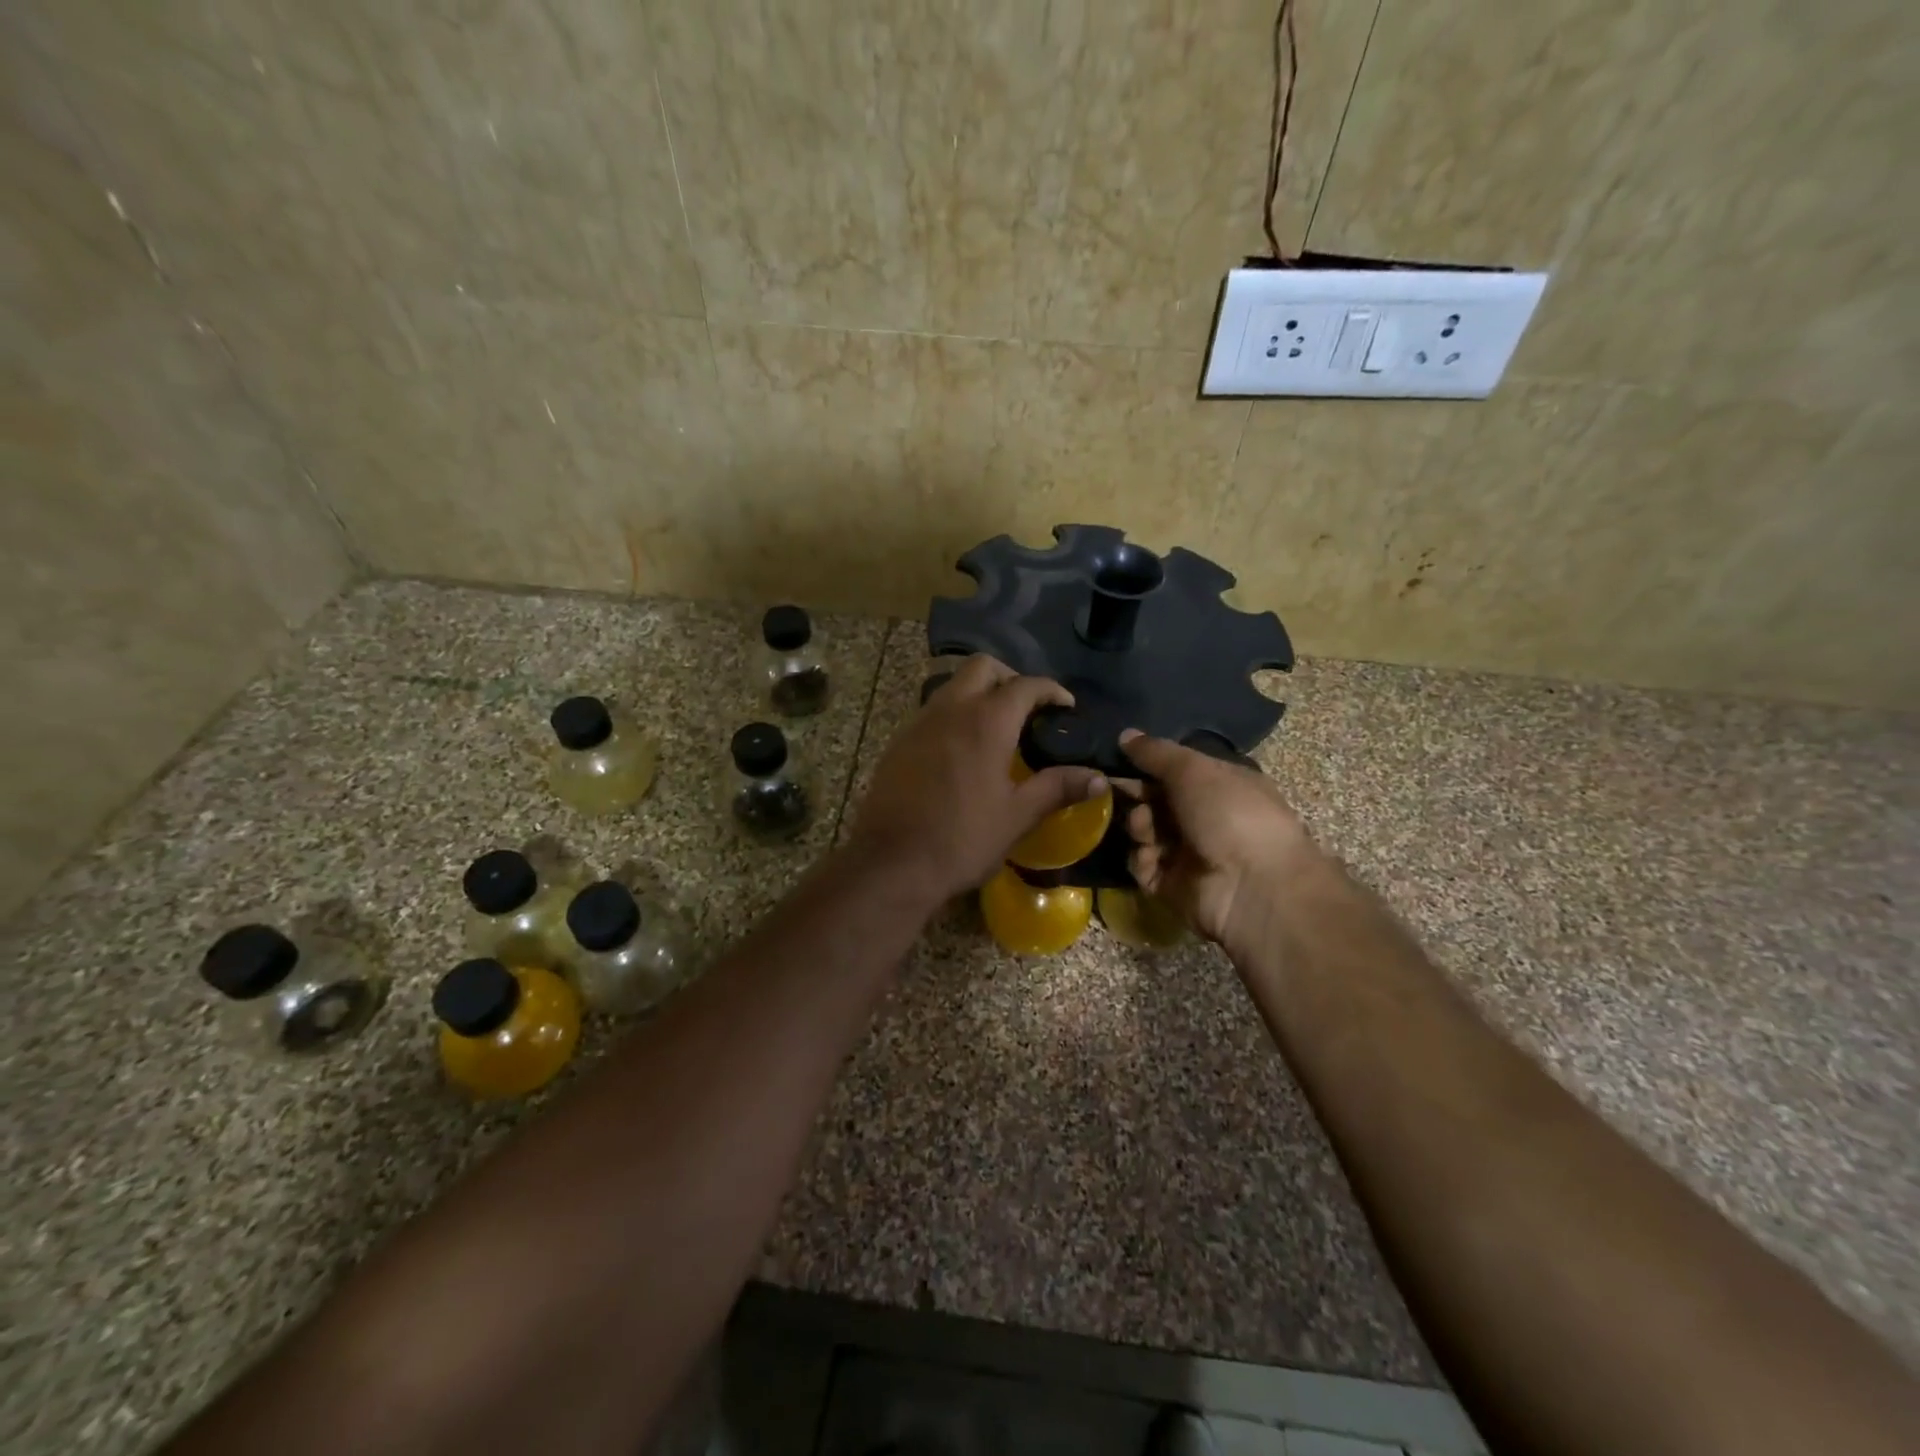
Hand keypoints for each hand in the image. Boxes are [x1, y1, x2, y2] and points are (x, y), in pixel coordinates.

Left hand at [847, 656, 1108, 904]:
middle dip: (1010, 677)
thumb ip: (1058, 788)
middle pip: (982, 667)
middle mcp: (951, 709)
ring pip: (952, 685)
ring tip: (997, 726)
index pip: (1026, 685)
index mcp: (986, 721)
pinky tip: (962, 749)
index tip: (1066, 706)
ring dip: (978, 692)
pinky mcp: (899, 742)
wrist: (891, 863)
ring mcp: (919, 722)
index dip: (1051, 690)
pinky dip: (954, 713)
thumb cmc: (962, 839)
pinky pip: (932, 710)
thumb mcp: (1018, 816)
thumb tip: (1099, 777)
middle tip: (1028, 707)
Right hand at [1118, 730, 1320, 948]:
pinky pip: (1144, 866)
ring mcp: (1189, 854)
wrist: (1254, 886)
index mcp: (1221, 786)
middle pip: (1156, 801)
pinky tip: (1150, 855)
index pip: (1177, 771)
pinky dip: (1142, 859)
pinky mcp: (1173, 886)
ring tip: (1145, 826)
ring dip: (1139, 825)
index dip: (1147, 764)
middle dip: (1136, 794)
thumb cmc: (1230, 814)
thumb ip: (1156, 753)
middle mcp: (1206, 818)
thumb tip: (1125, 734)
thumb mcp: (1193, 770)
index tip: (1118, 759)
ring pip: (1147, 832)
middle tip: (1114, 789)